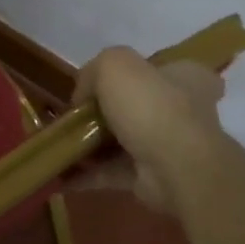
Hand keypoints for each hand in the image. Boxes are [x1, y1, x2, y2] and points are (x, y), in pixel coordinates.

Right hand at [71, 48, 225, 214]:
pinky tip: (61, 173)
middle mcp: (183, 110)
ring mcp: (168, 147)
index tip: (103, 82)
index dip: (133, 72)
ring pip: (122, 141)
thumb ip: (94, 71)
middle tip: (73, 115)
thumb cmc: (151, 105)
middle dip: (103, 112)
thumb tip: (83, 95)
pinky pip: (113, 172)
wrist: (175, 167)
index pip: (162, 68)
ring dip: (91, 145)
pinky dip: (88, 173)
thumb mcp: (114, 65)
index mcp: (185, 76)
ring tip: (59, 144)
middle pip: (136, 105)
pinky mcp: (152, 178)